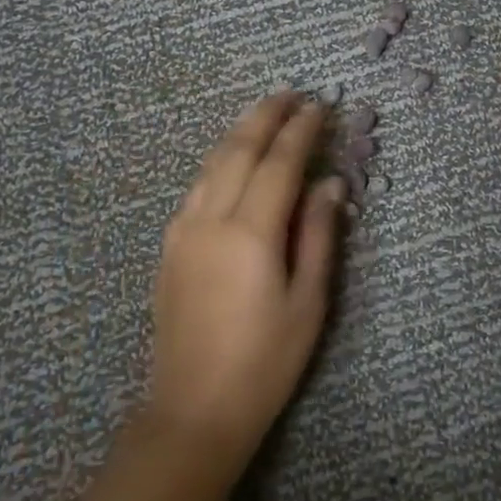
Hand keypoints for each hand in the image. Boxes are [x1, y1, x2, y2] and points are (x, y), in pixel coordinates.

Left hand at [149, 93, 342, 462]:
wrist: (195, 407)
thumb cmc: (266, 360)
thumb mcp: (309, 301)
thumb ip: (319, 235)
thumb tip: (330, 184)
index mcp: (252, 233)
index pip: (280, 163)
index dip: (301, 130)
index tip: (319, 105)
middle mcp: (212, 220)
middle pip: (239, 150)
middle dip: (266, 116)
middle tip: (291, 94)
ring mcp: (184, 231)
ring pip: (212, 163)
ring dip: (239, 132)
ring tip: (264, 114)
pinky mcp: (170, 246)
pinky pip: (198, 187)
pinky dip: (220, 161)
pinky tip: (232, 160)